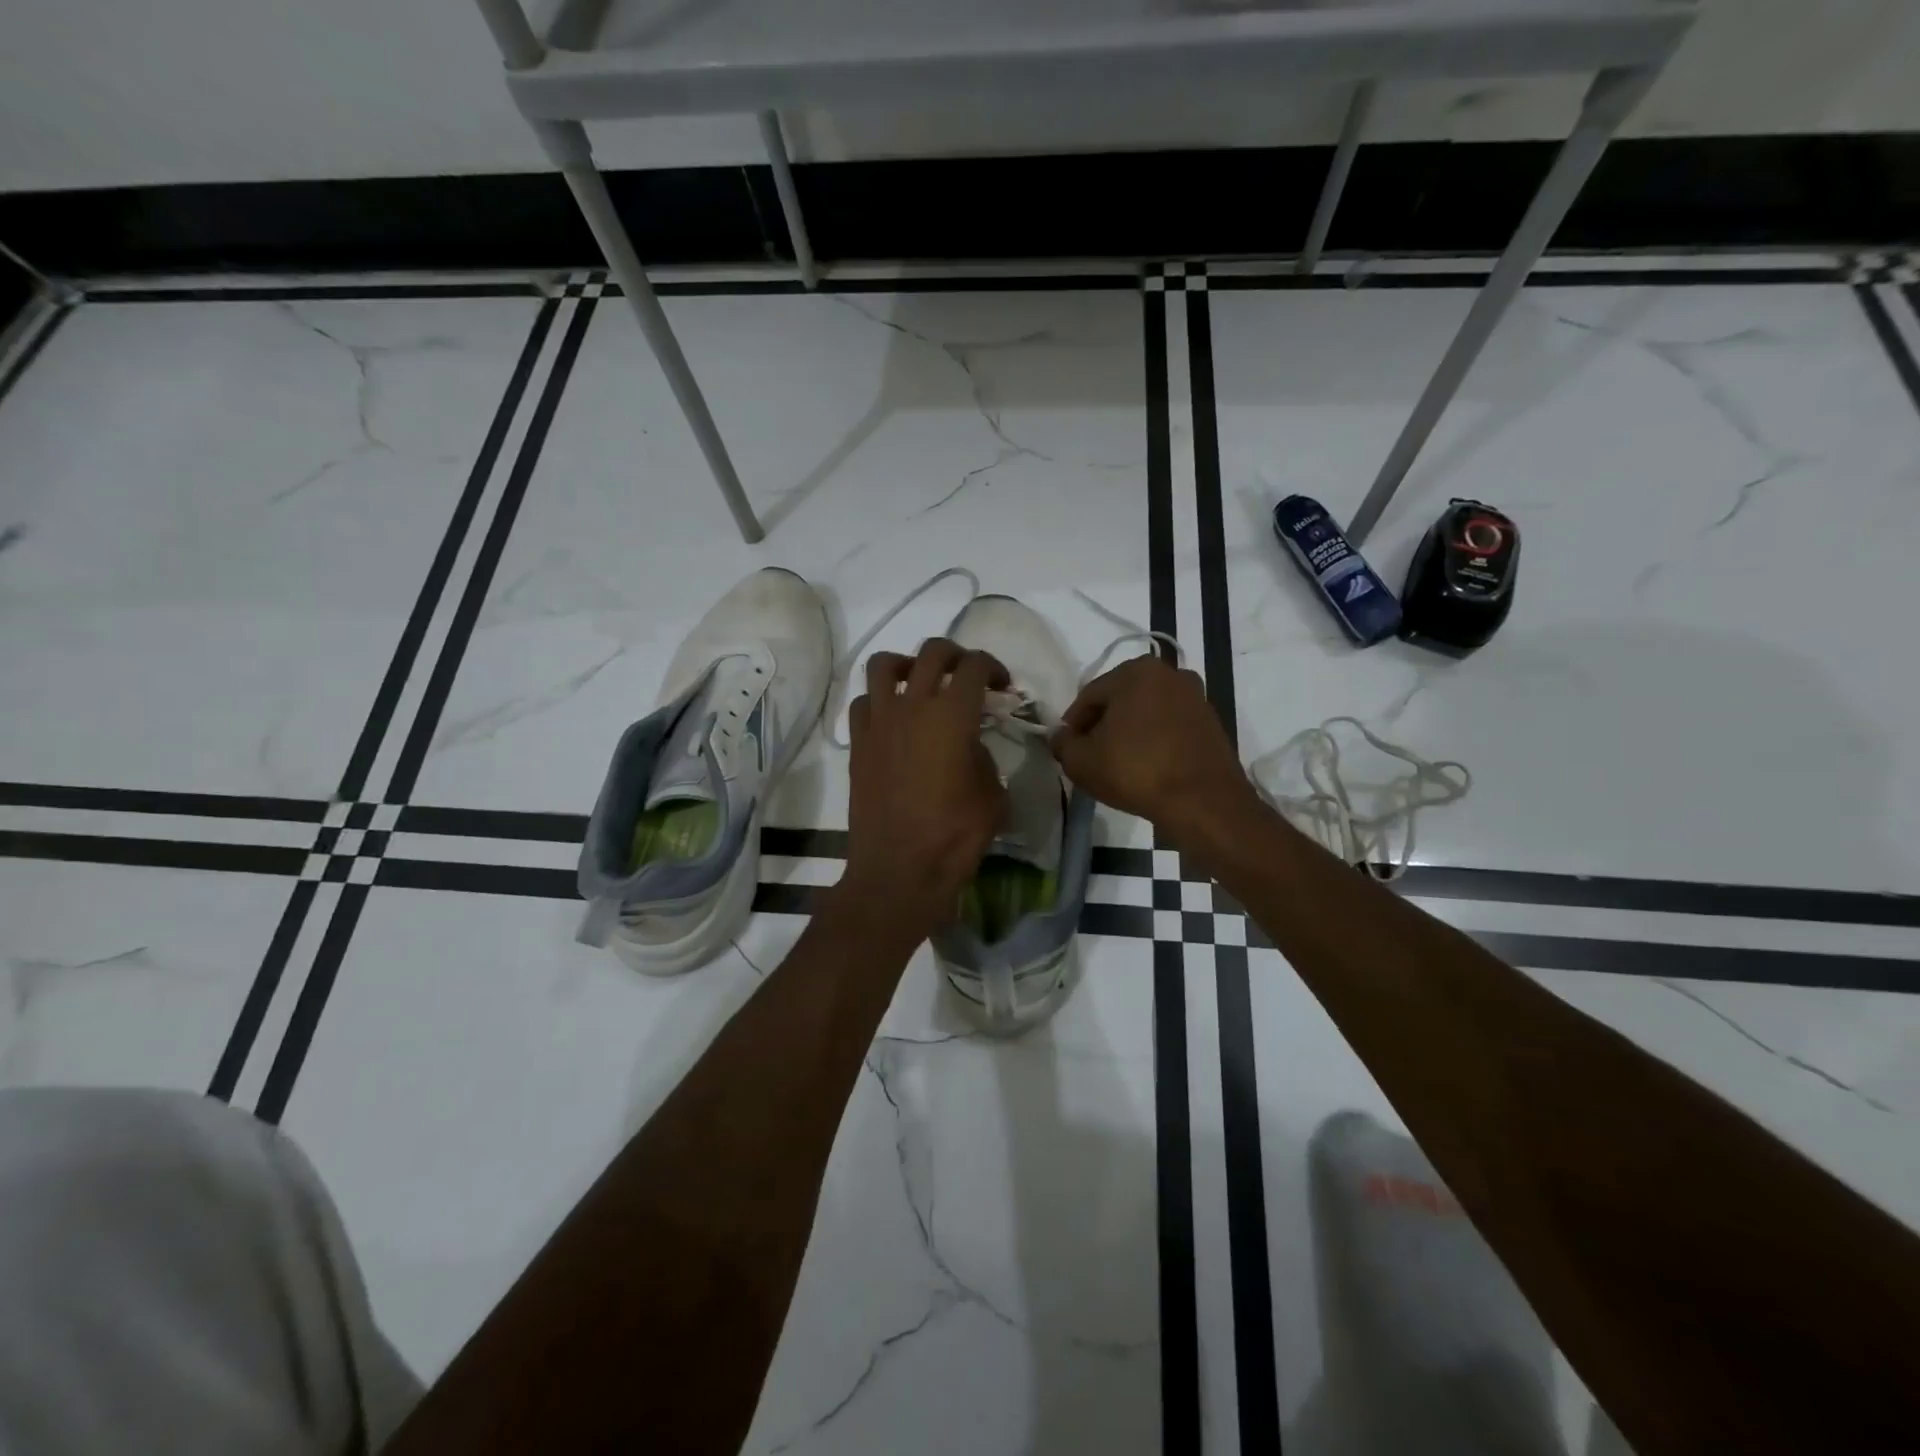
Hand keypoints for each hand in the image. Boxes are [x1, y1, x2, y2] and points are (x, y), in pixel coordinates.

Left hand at [841, 639, 1008, 936]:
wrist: (899, 869)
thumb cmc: (955, 835)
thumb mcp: (992, 795)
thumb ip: (983, 757)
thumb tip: (969, 744)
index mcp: (953, 715)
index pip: (975, 666)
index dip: (994, 667)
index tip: (1002, 686)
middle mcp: (912, 706)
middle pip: (932, 652)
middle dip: (956, 655)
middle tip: (967, 675)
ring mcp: (879, 722)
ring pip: (884, 665)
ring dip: (907, 664)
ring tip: (920, 682)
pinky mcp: (858, 744)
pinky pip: (862, 702)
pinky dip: (879, 699)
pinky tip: (893, 719)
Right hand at [1050, 655, 1256, 844]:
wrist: (1203, 802)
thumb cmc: (1136, 771)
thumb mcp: (1081, 761)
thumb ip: (1063, 743)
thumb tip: (1061, 737)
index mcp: (1136, 671)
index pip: (1090, 696)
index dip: (1073, 724)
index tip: (1068, 749)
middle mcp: (1170, 674)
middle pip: (1120, 700)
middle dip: (1103, 725)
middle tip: (1092, 756)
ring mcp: (1195, 697)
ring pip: (1147, 712)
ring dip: (1130, 732)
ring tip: (1120, 764)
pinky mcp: (1211, 722)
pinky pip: (1170, 726)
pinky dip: (1155, 740)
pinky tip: (1147, 766)